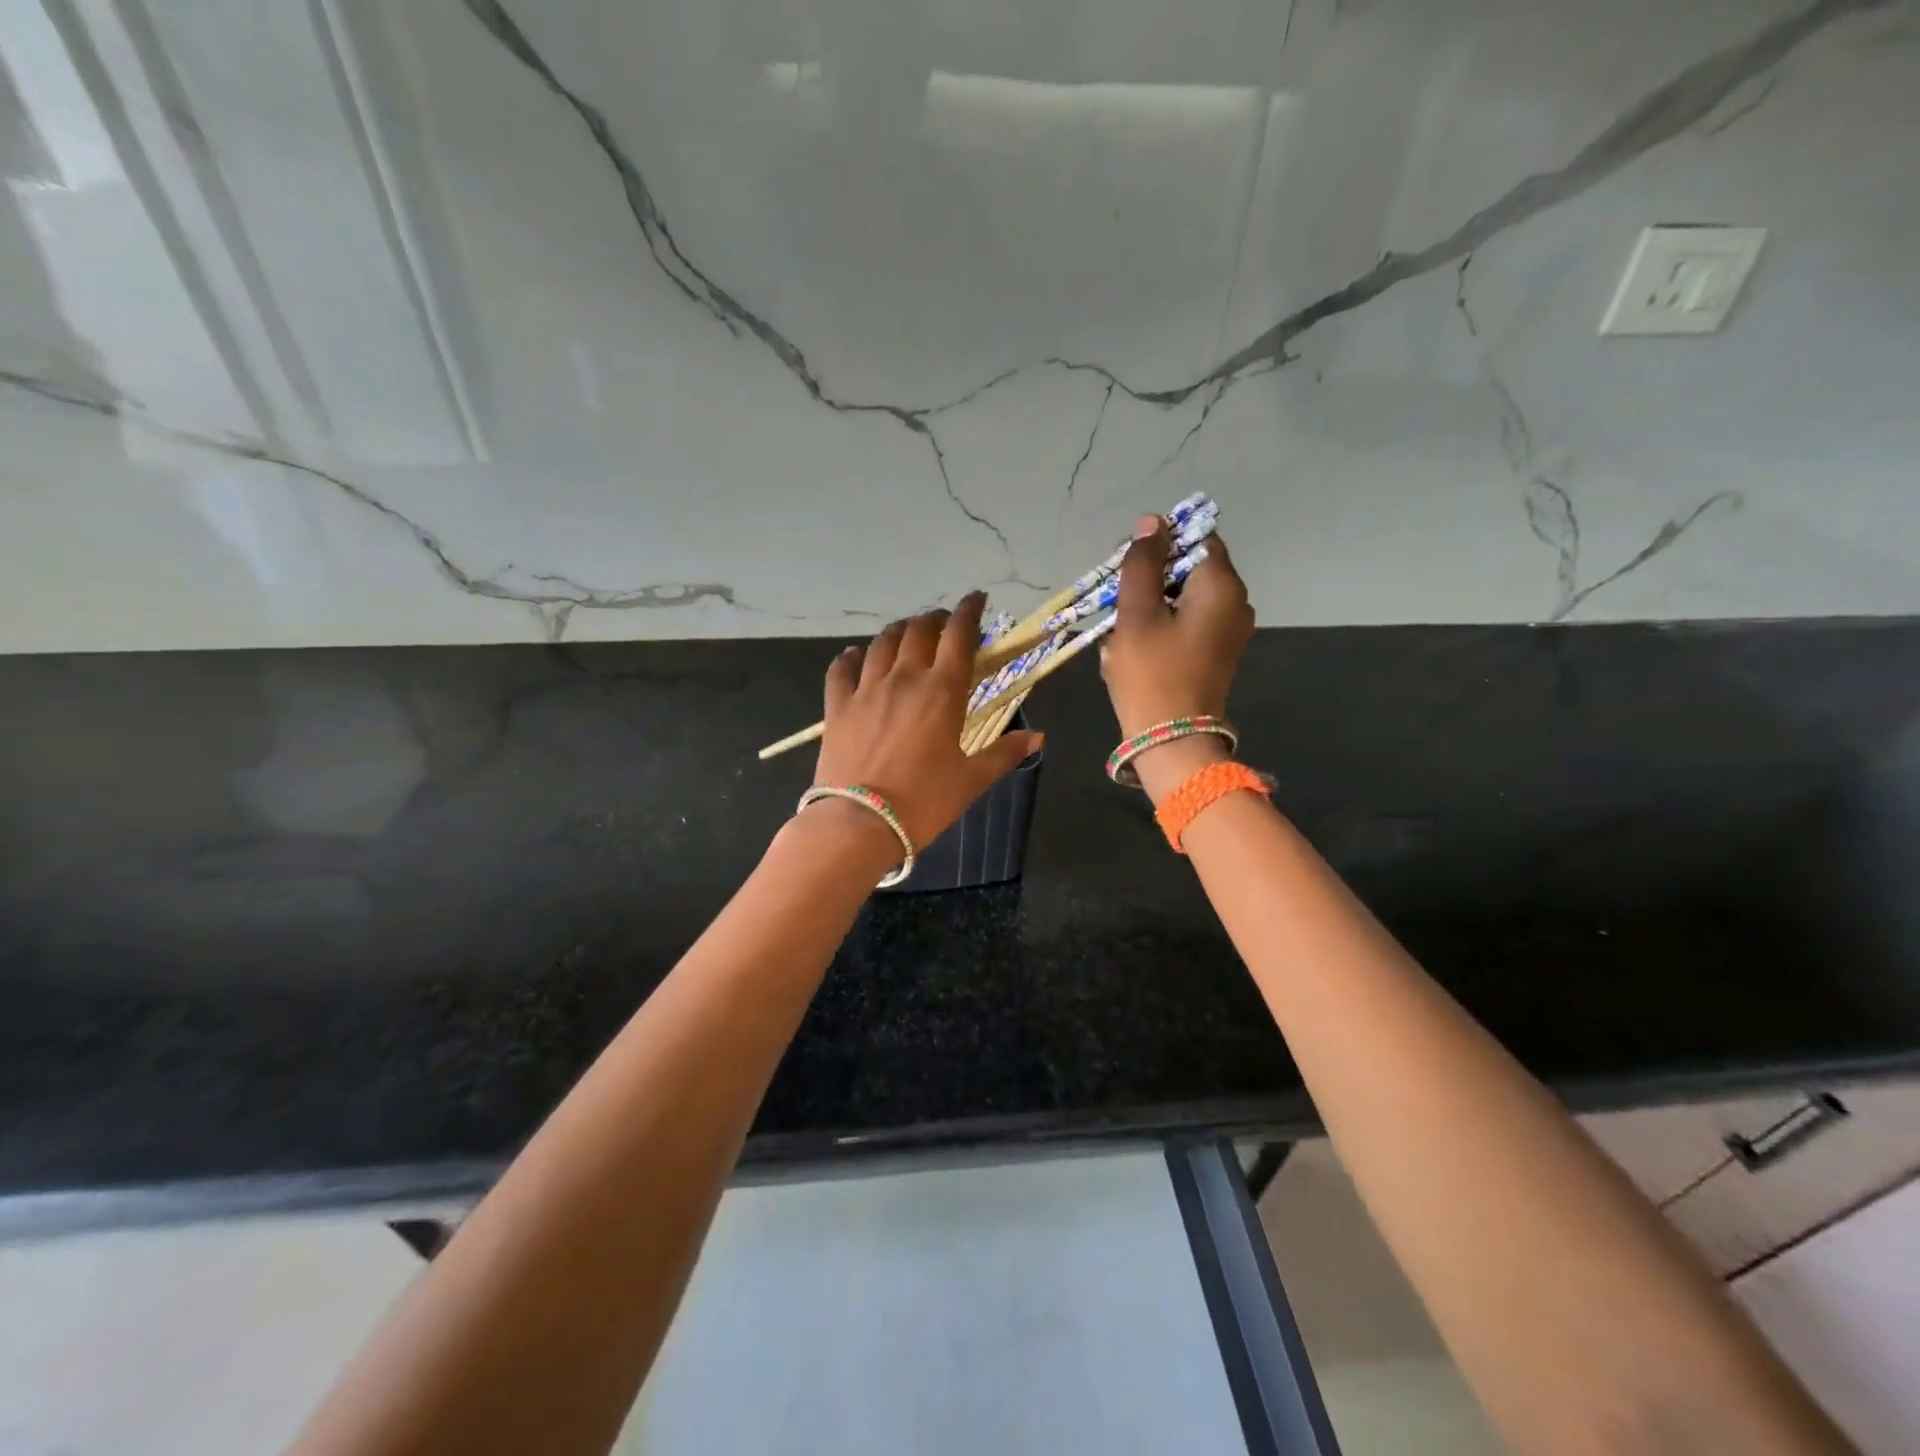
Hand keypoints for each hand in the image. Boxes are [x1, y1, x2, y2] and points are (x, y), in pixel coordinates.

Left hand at [812, 592, 1044, 852]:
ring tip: (908, 633)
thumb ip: (1004, 754)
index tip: (976, 599)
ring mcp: (866, 689)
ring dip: (899, 631)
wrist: (859, 823)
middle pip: (919, 631)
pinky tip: (856, 655)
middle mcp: (904, 678)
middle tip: (945, 624)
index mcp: (942, 691)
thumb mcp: (971, 780)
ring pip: (882, 643)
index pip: (958, 636)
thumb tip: (1038, 737)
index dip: (969, 612)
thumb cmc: (923, 802)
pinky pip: (842, 669)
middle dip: (935, 619)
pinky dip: (851, 657)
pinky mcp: (837, 706)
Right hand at [1099, 517, 1253, 798]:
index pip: (1197, 538)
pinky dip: (1163, 625)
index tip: (1130, 565)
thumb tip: (1152, 522)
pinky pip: (1189, 623)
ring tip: (1124, 628)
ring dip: (1152, 604)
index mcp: (1221, 585)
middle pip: (1191, 568)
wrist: (1171, 740)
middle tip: (1120, 600)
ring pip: (1186, 597)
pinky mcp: (1218, 653)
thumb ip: (1142, 563)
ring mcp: (1230, 630)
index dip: (1161, 543)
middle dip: (1152, 578)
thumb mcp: (1136, 613)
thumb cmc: (1151, 673)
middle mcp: (1236, 602)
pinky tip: (1138, 646)